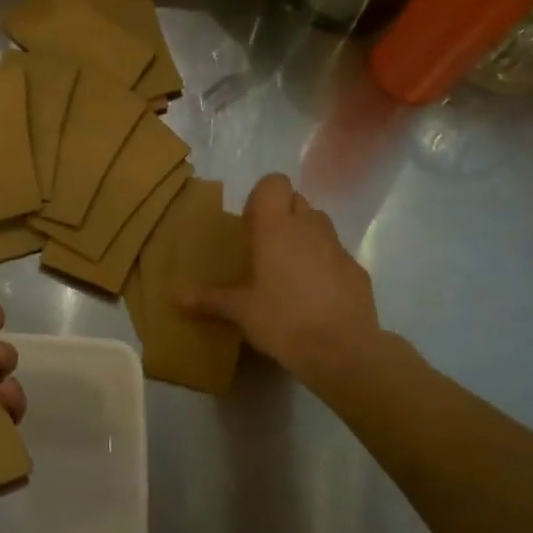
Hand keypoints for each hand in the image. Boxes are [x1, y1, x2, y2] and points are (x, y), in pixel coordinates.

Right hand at [182, 173, 388, 396]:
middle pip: (296, 199)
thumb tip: (176, 298)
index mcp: (277, 228)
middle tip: (265, 246)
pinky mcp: (357, 269)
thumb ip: (210, 299)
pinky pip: (335, 253)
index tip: (249, 224)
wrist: (342, 350)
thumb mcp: (241, 311)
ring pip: (319, 223)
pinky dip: (324, 262)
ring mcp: (337, 247)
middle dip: (281, 214)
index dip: (261, 196)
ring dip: (304, 235)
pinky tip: (315, 294)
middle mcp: (309, 228)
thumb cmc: (283, 320)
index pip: (274, 182)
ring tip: (289, 268)